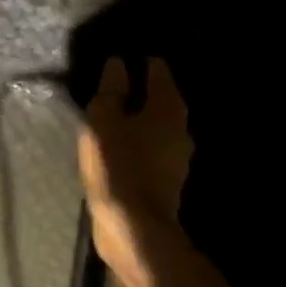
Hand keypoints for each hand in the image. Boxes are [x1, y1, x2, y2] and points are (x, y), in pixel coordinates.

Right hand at [78, 57, 192, 286]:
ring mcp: (176, 158)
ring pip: (157, 126)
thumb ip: (111, 90)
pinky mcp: (166, 181)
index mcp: (168, 109)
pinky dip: (137, 141)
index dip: (142, 62)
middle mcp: (180, 130)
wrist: (134, 228)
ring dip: (139, 118)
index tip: (125, 57)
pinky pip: (150, 149)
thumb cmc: (118, 164)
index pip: (159, 71)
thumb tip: (118, 63)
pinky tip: (118, 144)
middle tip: (116, 83)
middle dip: (143, 91)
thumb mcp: (104, 119)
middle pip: (162, 100)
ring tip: (113, 113)